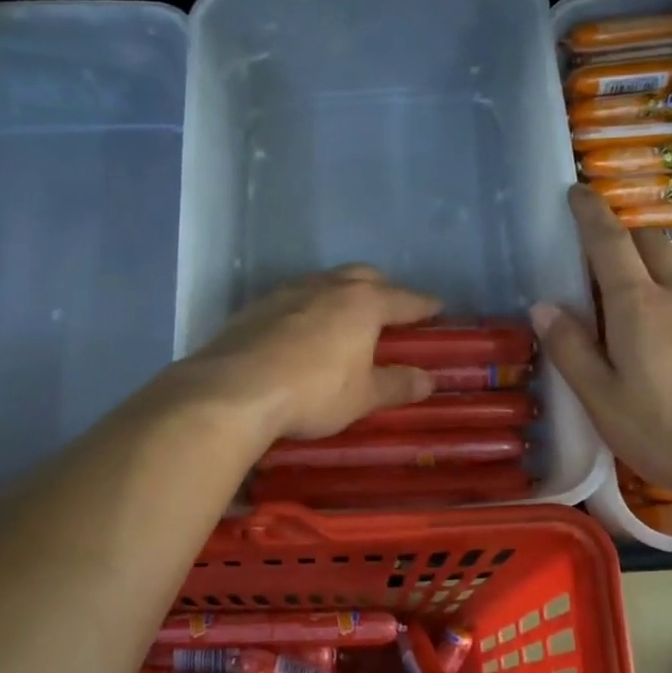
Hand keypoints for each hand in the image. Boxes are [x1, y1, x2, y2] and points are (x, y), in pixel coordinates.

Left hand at [181, 265, 443, 443]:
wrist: (233, 391)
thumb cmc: (313, 392)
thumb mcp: (363, 396)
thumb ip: (397, 384)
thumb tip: (427, 379)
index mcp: (362, 303)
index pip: (403, 299)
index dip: (423, 305)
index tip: (437, 308)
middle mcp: (326, 287)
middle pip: (362, 276)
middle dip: (382, 288)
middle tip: (392, 308)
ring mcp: (286, 293)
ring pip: (324, 283)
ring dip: (341, 294)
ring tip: (346, 317)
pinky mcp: (255, 308)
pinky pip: (293, 300)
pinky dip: (308, 309)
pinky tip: (303, 331)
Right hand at [535, 186, 671, 500]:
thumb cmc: (669, 432)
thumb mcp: (602, 401)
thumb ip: (571, 350)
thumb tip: (543, 306)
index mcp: (637, 306)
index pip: (609, 242)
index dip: (591, 213)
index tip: (578, 192)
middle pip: (651, 240)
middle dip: (624, 237)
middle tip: (605, 264)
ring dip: (664, 256)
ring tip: (652, 286)